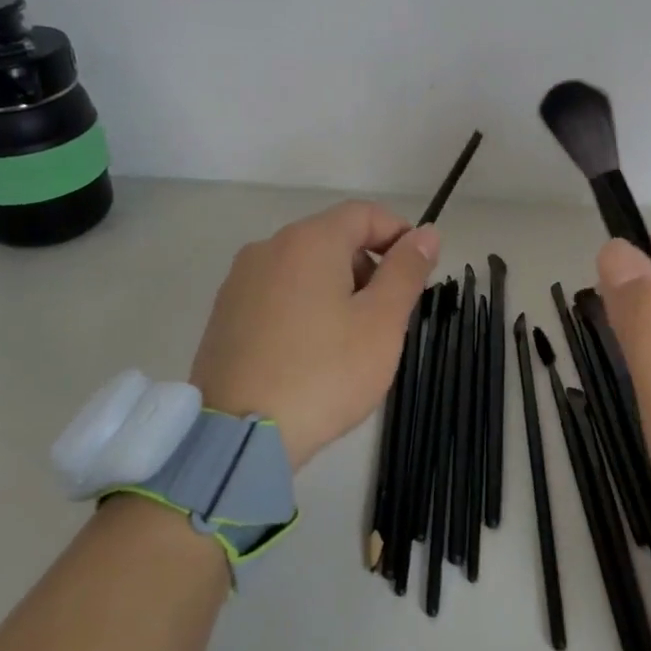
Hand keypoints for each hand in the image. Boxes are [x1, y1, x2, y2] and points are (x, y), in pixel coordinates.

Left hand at [190, 201, 439, 470]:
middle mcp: (269, 248)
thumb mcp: (382, 322)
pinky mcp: (224, 315)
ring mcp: (239, 281)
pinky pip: (276, 294)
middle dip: (367, 266)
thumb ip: (406, 271)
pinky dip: (303, 307)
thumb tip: (426, 233)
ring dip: (336, 288)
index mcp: (309, 241)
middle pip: (332, 238)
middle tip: (387, 316)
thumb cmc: (325, 373)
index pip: (364, 214)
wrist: (239, 437)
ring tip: (350, 340)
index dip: (398, 234)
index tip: (417, 272)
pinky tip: (310, 353)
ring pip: (303, 267)